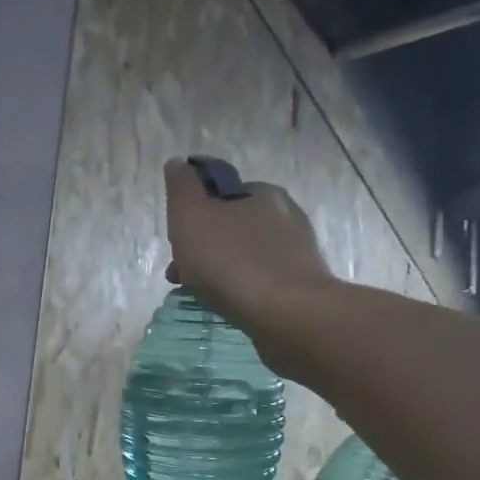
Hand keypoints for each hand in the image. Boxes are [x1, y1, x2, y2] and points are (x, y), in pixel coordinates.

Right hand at [163, 158, 333, 343]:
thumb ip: (182, 189)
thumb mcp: (192, 217)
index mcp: (263, 193)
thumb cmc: (233, 263)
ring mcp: (298, 254)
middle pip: (232, 227)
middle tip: (182, 276)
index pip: (222, 192)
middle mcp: (286, 217)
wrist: (287, 315)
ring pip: (246, 257)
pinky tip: (230, 307)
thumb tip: (178, 164)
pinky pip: (261, 282)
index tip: (177, 241)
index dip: (195, 214)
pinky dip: (241, 291)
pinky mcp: (302, 288)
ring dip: (221, 272)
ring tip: (203, 296)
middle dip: (204, 248)